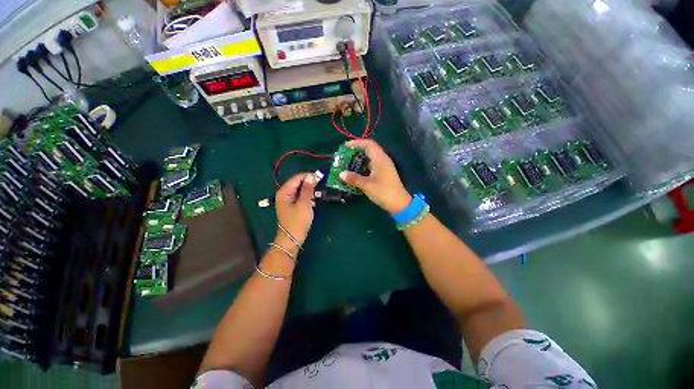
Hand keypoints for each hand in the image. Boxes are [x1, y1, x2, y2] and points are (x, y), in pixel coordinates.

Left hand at [275, 173, 317, 249]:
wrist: (292, 239)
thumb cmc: (298, 222)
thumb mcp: (304, 204)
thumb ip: (308, 189)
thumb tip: (311, 176)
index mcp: (284, 192)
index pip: (297, 178)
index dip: (308, 176)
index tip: (320, 177)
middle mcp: (284, 194)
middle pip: (297, 183)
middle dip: (309, 183)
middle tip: (320, 185)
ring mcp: (287, 200)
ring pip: (299, 190)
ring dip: (308, 190)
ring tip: (317, 193)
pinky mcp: (291, 206)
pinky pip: (299, 196)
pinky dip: (306, 196)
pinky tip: (312, 200)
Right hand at [339, 139, 411, 213]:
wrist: (399, 203)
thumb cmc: (383, 192)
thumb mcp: (367, 185)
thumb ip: (354, 179)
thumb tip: (341, 174)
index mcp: (380, 159)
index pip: (368, 144)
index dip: (356, 143)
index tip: (345, 146)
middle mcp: (383, 160)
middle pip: (369, 149)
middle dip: (357, 150)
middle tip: (345, 155)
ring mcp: (384, 166)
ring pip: (371, 158)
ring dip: (360, 158)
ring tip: (348, 162)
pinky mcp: (384, 173)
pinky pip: (372, 165)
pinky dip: (364, 165)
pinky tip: (357, 171)